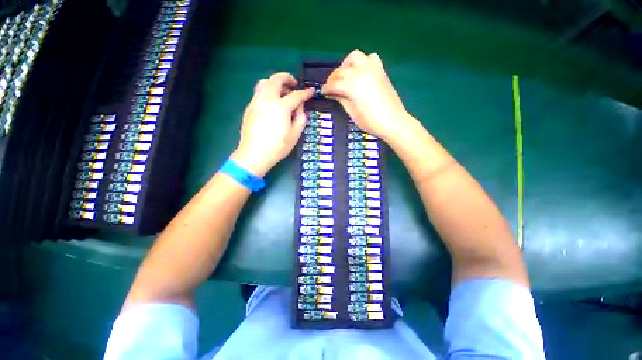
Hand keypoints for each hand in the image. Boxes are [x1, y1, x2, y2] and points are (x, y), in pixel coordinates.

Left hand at [231, 73, 314, 176]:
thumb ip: (300, 118)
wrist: (254, 154)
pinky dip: (268, 91)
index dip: (305, 93)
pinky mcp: (249, 107)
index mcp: (280, 107)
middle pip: (276, 80)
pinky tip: (273, 103)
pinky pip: (259, 92)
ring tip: (282, 92)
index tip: (311, 91)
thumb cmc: (277, 147)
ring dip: (275, 83)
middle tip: (294, 84)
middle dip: (287, 78)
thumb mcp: (295, 135)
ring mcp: (256, 102)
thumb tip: (300, 108)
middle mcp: (267, 99)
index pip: (296, 95)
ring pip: (264, 83)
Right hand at [322, 50, 412, 140]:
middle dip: (333, 78)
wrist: (393, 122)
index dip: (327, 88)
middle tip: (331, 87)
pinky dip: (362, 62)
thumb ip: (341, 99)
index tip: (323, 92)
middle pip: (342, 70)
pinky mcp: (381, 70)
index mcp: (353, 85)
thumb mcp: (352, 113)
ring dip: (346, 65)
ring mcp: (372, 68)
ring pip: (354, 57)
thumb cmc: (371, 122)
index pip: (334, 83)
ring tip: (344, 77)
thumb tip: (333, 93)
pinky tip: (360, 73)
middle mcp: (361, 72)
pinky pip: (370, 58)